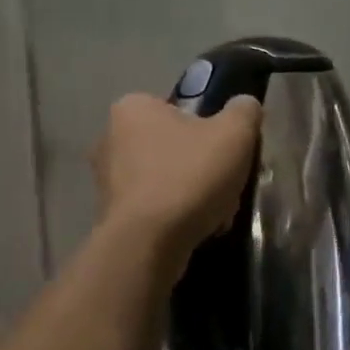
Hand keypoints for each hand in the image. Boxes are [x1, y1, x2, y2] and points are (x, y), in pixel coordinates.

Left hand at [94, 93, 262, 268]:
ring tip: (215, 214)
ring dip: (192, 194)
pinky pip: (153, 207)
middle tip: (226, 184)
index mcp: (133, 107)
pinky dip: (175, 216)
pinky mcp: (110, 213)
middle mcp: (110, 137)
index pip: (180, 109)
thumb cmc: (189, 176)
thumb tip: (244, 105)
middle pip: (174, 146)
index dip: (210, 129)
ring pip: (166, 179)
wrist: (148, 243)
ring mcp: (105, 178)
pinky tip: (195, 230)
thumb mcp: (234, 134)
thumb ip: (244, 111)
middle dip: (202, 166)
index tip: (227, 152)